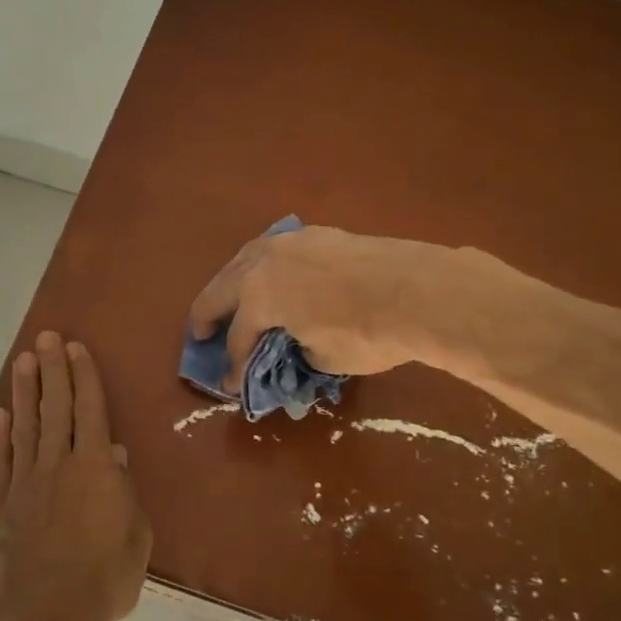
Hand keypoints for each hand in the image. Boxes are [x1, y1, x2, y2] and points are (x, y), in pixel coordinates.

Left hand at [0, 333, 151, 620]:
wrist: (42, 613)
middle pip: (56, 408)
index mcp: (96, 468)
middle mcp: (59, 464)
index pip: (91, 411)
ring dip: (25, 392)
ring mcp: (26, 482)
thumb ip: (125, 493)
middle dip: (52, 370)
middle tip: (45, 338)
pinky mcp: (3, 505)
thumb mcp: (136, 538)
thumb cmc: (102, 578)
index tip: (75, 348)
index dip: (84, 377)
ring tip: (22, 361)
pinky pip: (1, 462)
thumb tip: (116, 456)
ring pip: (26, 427)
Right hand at [188, 226, 461, 392]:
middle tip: (200, 334)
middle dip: (207, 315)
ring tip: (228, 299)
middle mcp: (263, 263)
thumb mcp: (325, 358)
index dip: (233, 366)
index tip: (231, 386)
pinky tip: (269, 276)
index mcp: (258, 297)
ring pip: (245, 260)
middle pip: (223, 289)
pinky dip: (262, 267)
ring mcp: (290, 242)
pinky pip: (275, 251)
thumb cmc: (367, 333)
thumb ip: (298, 351)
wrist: (420, 290)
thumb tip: (295, 345)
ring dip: (231, 283)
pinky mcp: (317, 234)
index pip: (238, 338)